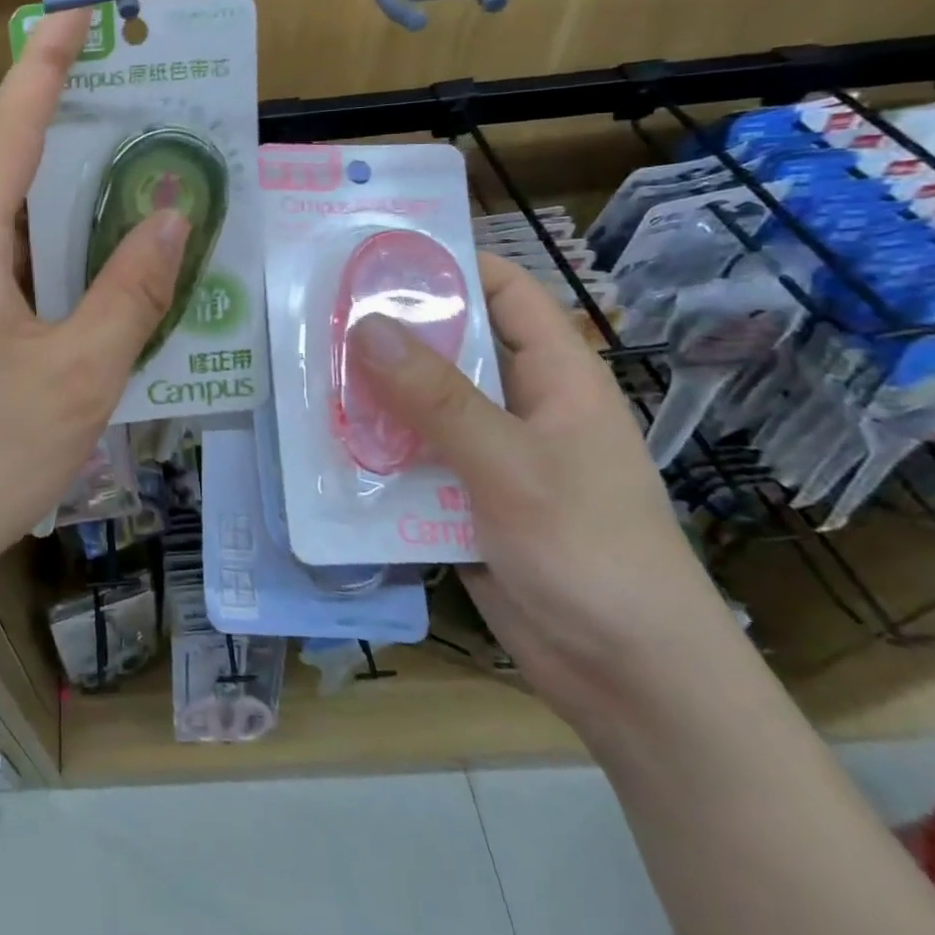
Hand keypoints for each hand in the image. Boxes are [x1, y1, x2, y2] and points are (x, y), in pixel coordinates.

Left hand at [0, 10, 189, 603]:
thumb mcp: (82, 374)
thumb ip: (130, 290)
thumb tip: (168, 218)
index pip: (9, 128)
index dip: (45, 66)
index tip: (79, 16)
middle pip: (0, 162)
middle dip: (62, 126)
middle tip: (132, 109)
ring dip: (52, 189)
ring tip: (119, 178)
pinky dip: (34, 236)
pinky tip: (78, 257)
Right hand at [348, 254, 743, 732]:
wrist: (629, 680)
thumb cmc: (591, 553)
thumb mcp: (511, 466)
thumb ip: (437, 397)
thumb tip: (364, 324)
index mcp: (555, 376)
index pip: (505, 290)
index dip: (450, 263)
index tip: (377, 254)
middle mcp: (519, 403)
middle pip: (449, 344)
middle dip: (389, 329)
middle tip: (317, 310)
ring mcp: (489, 451)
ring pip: (421, 401)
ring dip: (372, 390)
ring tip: (305, 368)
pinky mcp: (463, 495)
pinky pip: (411, 454)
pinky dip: (374, 445)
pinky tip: (324, 439)